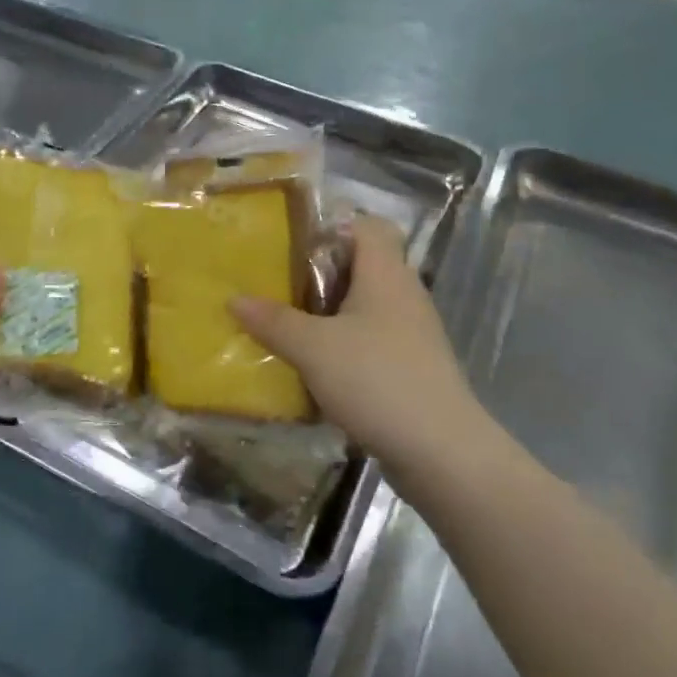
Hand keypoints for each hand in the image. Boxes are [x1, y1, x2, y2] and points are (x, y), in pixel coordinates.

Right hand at [231, 216, 491, 477]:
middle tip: (280, 288)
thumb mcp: (313, 348)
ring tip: (291, 328)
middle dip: (321, 275)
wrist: (441, 450)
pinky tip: (319, 368)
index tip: (294, 247)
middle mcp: (404, 293)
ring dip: (331, 314)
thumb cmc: (376, 379)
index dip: (333, 227)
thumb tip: (234, 298)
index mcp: (386, 273)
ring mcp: (413, 331)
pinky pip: (374, 340)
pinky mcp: (414, 365)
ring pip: (367, 306)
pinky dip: (347, 346)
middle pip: (363, 266)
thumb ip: (274, 321)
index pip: (367, 226)